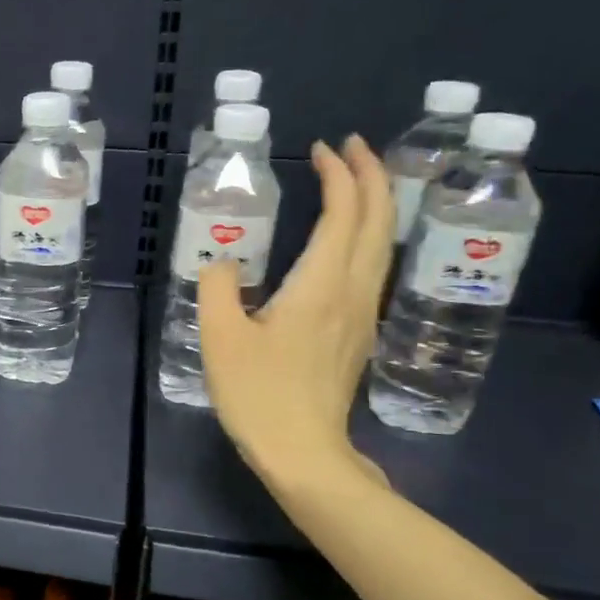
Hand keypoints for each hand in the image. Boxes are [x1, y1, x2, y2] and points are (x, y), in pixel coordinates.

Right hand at [198, 135, 394, 495]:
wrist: (303, 452)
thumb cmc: (259, 394)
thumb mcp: (220, 337)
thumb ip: (218, 288)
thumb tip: (224, 264)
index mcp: (320, 285)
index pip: (343, 213)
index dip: (338, 176)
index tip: (321, 149)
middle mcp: (351, 291)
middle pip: (377, 221)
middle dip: (371, 176)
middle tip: (351, 147)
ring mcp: (361, 314)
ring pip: (382, 244)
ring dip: (374, 204)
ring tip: (356, 182)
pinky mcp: (357, 334)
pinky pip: (371, 267)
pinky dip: (367, 235)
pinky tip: (348, 240)